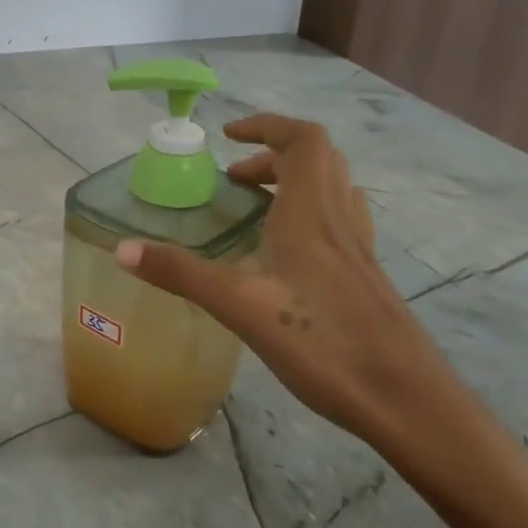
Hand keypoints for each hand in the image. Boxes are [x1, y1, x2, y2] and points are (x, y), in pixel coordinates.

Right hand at [113, 114, 458, 442]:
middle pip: (319, 160)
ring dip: (295, 182)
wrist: (406, 401)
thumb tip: (122, 249)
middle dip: (273, 155)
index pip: (302, 140)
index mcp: (311, 214)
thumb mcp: (239, 306)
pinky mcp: (366, 278)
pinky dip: (310, 215)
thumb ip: (181, 273)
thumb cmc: (322, 344)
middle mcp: (339, 221)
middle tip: (234, 180)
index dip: (266, 126)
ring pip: (334, 190)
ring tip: (257, 208)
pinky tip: (287, 255)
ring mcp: (359, 250)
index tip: (228, 137)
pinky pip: (339, 222)